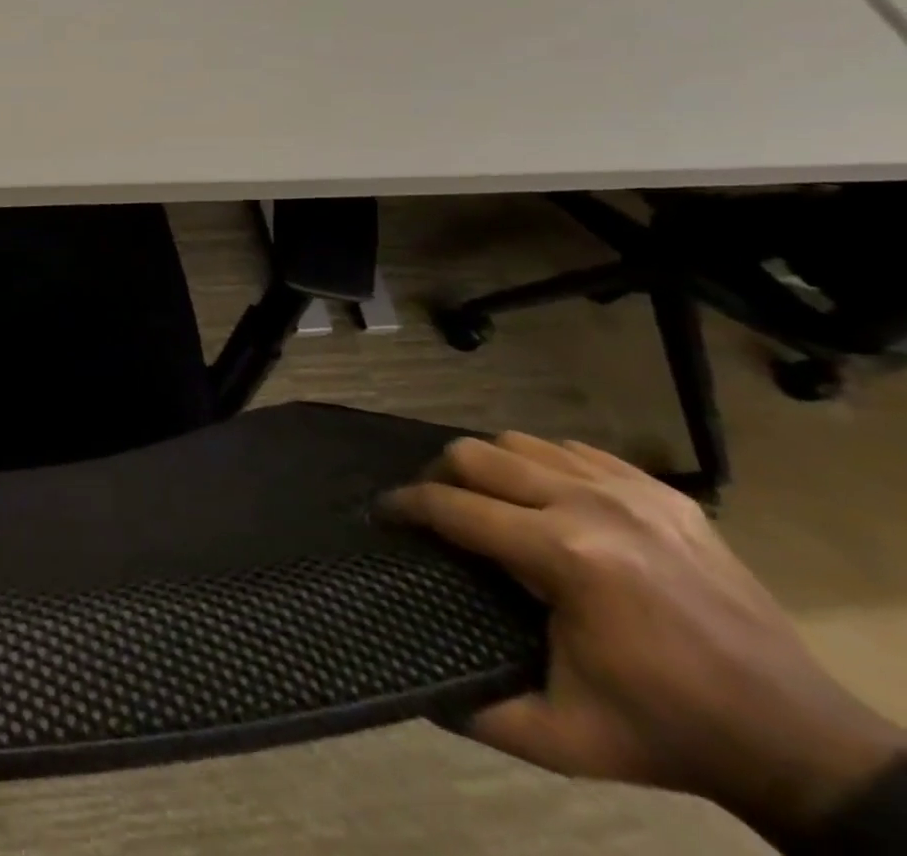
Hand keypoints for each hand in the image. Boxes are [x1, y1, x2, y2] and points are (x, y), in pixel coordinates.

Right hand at [385, 433, 903, 842]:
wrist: (802, 744)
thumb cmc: (667, 734)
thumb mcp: (563, 739)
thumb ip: (478, 712)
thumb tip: (415, 684)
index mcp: (562, 556)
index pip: (451, 506)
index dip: (404, 507)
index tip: (384, 515)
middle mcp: (589, 505)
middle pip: (475, 454)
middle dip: (438, 477)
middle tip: (433, 509)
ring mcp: (632, 492)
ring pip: (519, 442)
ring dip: (489, 467)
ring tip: (486, 501)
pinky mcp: (663, 493)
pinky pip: (574, 451)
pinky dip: (544, 466)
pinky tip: (547, 500)